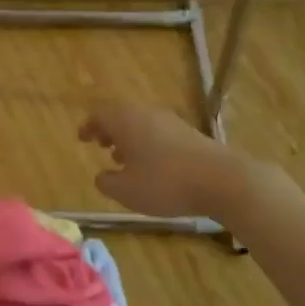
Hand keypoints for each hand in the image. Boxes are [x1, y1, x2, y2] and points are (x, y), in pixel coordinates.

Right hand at [78, 102, 245, 217]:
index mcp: (126, 121)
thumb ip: (107, 182)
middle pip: (122, 115)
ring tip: (122, 159)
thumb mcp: (126, 191)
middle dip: (108, 130)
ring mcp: (172, 122)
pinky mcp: (189, 134)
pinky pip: (158, 133)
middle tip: (100, 145)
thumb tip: (101, 176)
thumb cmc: (165, 183)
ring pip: (141, 124)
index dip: (89, 126)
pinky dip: (147, 144)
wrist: (221, 180)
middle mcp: (147, 114)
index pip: (100, 114)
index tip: (82, 138)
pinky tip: (150, 166)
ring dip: (128, 138)